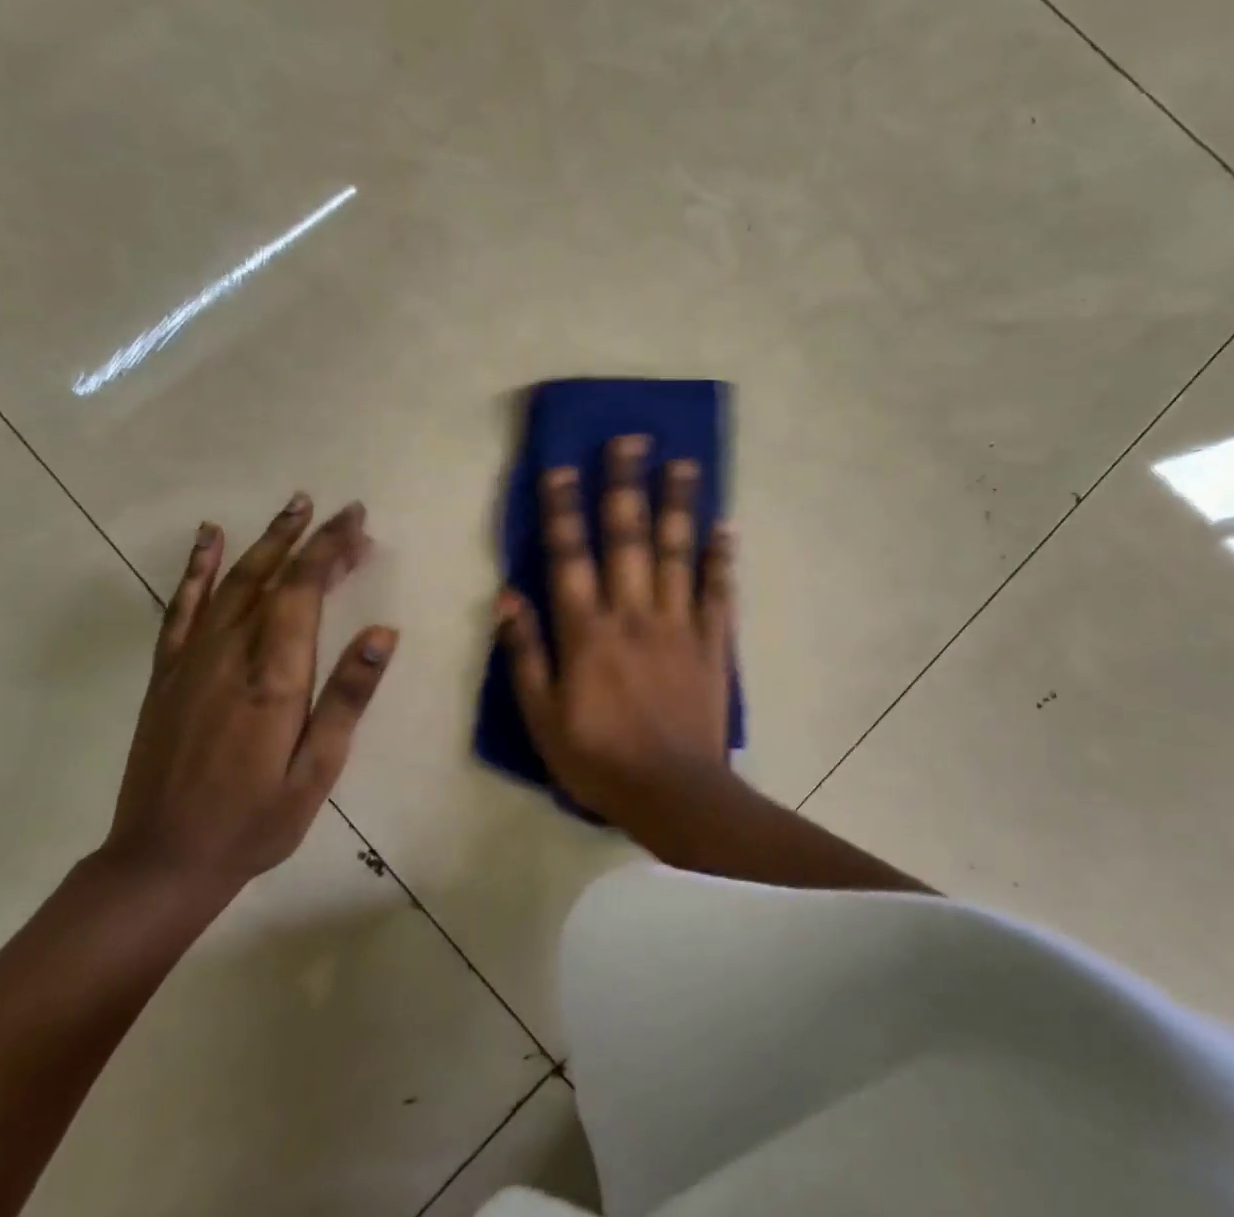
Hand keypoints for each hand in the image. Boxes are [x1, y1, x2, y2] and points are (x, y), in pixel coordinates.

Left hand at [103, 495, 396, 895]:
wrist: (162, 861)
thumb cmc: (255, 820)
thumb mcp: (317, 770)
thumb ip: (348, 697)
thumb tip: (383, 632)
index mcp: (274, 676)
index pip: (305, 590)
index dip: (330, 548)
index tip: (357, 520)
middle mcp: (231, 653)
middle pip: (274, 577)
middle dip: (309, 538)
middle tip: (342, 510)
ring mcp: (192, 659)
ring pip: (234, 581)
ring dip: (266, 540)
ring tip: (294, 506)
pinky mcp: (168, 672)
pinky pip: (182, 606)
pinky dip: (197, 567)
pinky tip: (209, 537)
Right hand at [497, 435, 735, 827]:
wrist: (674, 795)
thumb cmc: (598, 759)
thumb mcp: (541, 718)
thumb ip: (524, 654)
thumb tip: (507, 595)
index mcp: (587, 632)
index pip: (570, 557)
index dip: (563, 510)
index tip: (562, 467)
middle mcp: (633, 614)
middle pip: (627, 538)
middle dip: (626, 485)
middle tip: (630, 439)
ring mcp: (678, 624)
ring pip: (676, 552)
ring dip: (679, 504)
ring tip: (684, 461)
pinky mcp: (713, 642)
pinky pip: (718, 591)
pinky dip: (721, 557)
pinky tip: (725, 525)